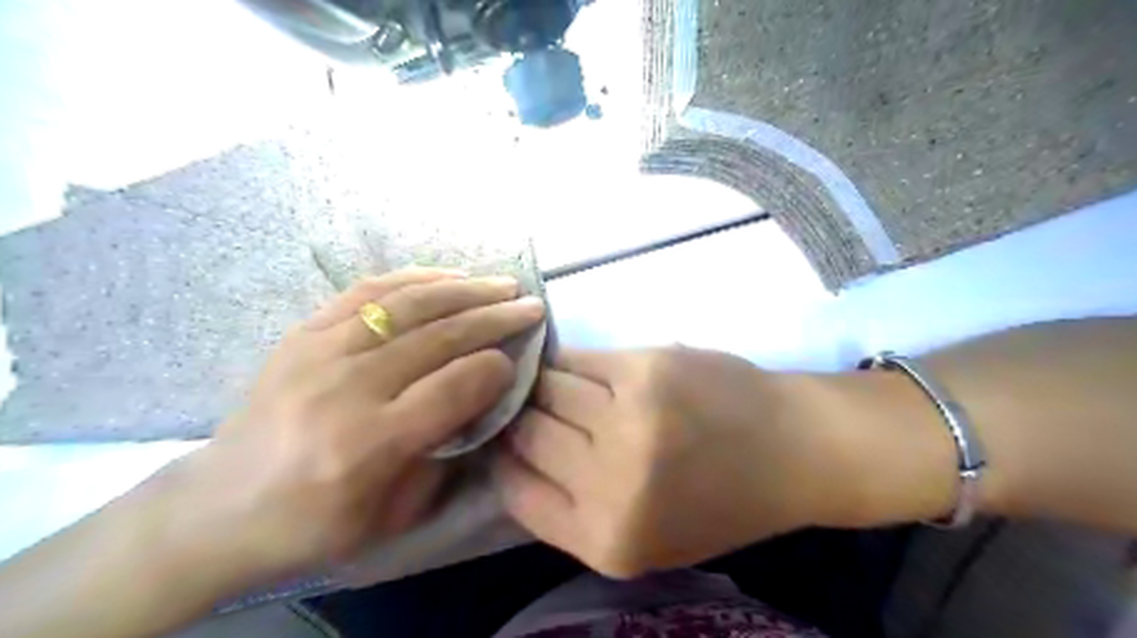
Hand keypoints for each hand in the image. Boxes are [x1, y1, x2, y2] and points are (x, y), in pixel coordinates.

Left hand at [166, 266, 543, 585]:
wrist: (218, 508)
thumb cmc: (315, 524)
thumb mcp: (394, 514)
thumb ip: (445, 453)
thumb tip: (482, 396)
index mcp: (371, 444)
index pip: (455, 387)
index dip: (497, 369)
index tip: (518, 360)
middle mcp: (347, 388)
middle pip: (439, 337)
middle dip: (495, 317)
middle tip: (531, 306)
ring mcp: (320, 352)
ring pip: (408, 305)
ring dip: (464, 289)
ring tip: (501, 284)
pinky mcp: (303, 333)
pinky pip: (367, 292)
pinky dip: (413, 278)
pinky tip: (446, 275)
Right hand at [493, 348, 848, 577]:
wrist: (791, 448)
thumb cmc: (718, 501)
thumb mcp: (643, 538)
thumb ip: (574, 510)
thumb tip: (513, 455)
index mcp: (606, 539)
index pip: (513, 489)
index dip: (505, 459)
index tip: (508, 442)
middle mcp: (610, 481)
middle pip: (526, 432)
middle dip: (523, 419)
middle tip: (534, 409)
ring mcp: (627, 417)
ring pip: (546, 388)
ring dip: (546, 386)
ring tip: (563, 388)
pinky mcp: (644, 367)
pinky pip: (576, 358)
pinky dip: (571, 363)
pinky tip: (585, 370)